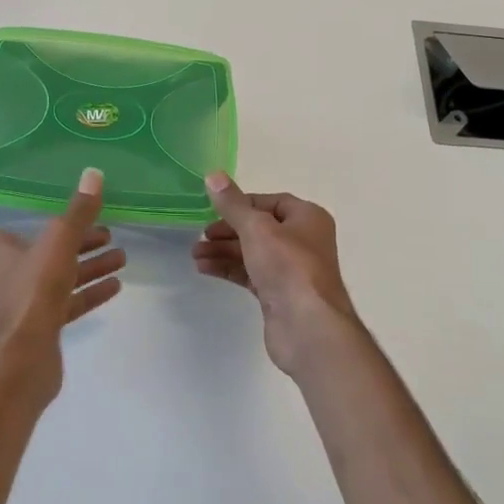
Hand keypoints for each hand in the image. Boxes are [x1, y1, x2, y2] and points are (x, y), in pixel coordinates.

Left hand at [0, 168, 125, 400]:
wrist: (22, 367)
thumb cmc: (30, 297)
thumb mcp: (57, 246)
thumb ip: (76, 213)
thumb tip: (93, 175)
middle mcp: (5, 273)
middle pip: (31, 245)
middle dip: (67, 233)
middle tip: (99, 225)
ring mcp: (24, 301)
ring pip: (56, 273)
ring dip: (86, 262)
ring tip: (119, 253)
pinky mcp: (41, 326)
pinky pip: (68, 301)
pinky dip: (89, 291)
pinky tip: (115, 284)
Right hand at [191, 173, 362, 376]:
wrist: (308, 328)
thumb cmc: (288, 267)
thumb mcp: (257, 228)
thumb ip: (233, 204)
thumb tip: (213, 175)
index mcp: (307, 218)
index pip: (271, 202)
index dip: (242, 204)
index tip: (214, 209)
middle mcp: (303, 241)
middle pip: (259, 228)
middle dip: (228, 231)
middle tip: (200, 235)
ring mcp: (292, 270)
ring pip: (253, 252)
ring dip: (224, 251)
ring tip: (195, 255)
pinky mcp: (280, 295)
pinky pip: (250, 274)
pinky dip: (229, 269)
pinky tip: (205, 269)